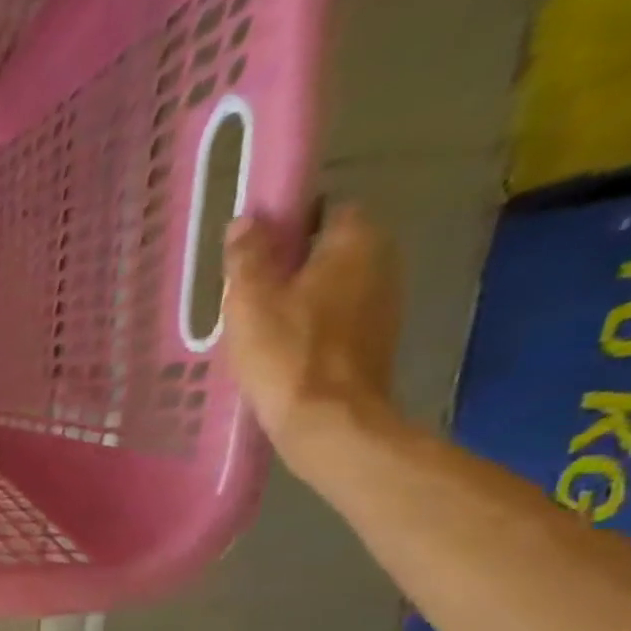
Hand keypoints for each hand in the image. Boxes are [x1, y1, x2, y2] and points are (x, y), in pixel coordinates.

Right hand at [223, 205, 405, 476]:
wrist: (328, 420)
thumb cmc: (286, 354)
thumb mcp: (250, 302)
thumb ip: (248, 257)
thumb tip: (246, 221)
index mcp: (355, 241)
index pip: (326, 210)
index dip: (290, 226)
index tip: (256, 253)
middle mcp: (382, 261)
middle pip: (331, 251)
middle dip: (295, 266)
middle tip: (251, 296)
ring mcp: (384, 304)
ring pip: (336, 288)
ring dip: (304, 300)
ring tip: (262, 329)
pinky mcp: (376, 341)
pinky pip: (340, 320)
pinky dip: (315, 329)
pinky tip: (284, 353)